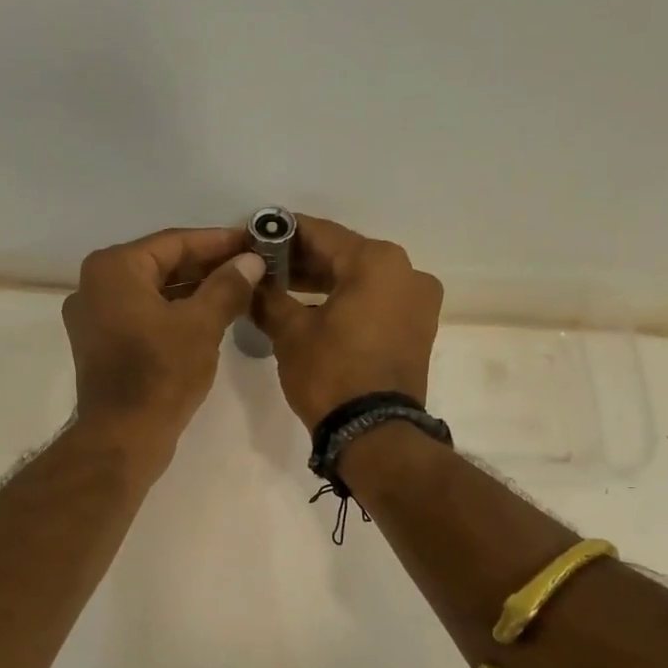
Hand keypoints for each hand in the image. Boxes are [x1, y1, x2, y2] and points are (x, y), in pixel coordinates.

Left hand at [63, 226, 264, 465]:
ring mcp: (94, 316)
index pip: (174, 242)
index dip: (218, 241)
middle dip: (207, 266)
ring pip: (153, 291)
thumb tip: (251, 261)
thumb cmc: (161, 374)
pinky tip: (209, 316)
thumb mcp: (202, 325)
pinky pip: (143, 315)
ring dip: (194, 290)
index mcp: (113, 269)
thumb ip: (228, 285)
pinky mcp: (101, 344)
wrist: (123, 436)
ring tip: (238, 289)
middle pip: (161, 264)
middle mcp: (95, 284)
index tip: (253, 242)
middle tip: (251, 266)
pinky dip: (174, 312)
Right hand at [252, 215, 443, 430]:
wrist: (374, 433)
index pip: (321, 233)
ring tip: (281, 289)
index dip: (282, 233)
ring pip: (361, 280)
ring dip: (323, 283)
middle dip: (302, 261)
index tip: (254, 235)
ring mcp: (418, 302)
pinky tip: (312, 310)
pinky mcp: (417, 329)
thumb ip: (268, 297)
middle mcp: (407, 272)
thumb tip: (249, 281)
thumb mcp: (290, 332)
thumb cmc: (331, 373)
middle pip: (344, 255)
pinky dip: (346, 302)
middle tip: (263, 266)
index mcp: (377, 261)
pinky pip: (376, 302)